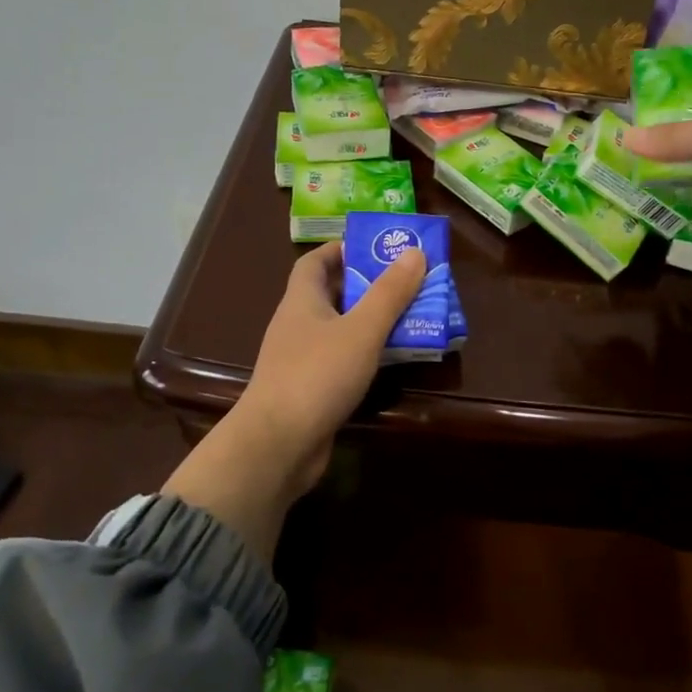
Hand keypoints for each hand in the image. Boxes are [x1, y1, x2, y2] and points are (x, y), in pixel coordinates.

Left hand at [239, 240, 426, 489]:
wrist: (277, 444)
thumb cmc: (317, 375)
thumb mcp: (361, 330)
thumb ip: (389, 293)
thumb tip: (414, 251)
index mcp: (302, 301)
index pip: (314, 262)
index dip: (341, 249)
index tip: (375, 246)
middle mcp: (297, 325)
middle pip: (331, 294)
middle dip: (367, 285)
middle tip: (407, 281)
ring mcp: (301, 360)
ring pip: (340, 329)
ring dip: (371, 321)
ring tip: (411, 315)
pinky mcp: (311, 390)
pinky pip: (342, 360)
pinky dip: (366, 354)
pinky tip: (392, 358)